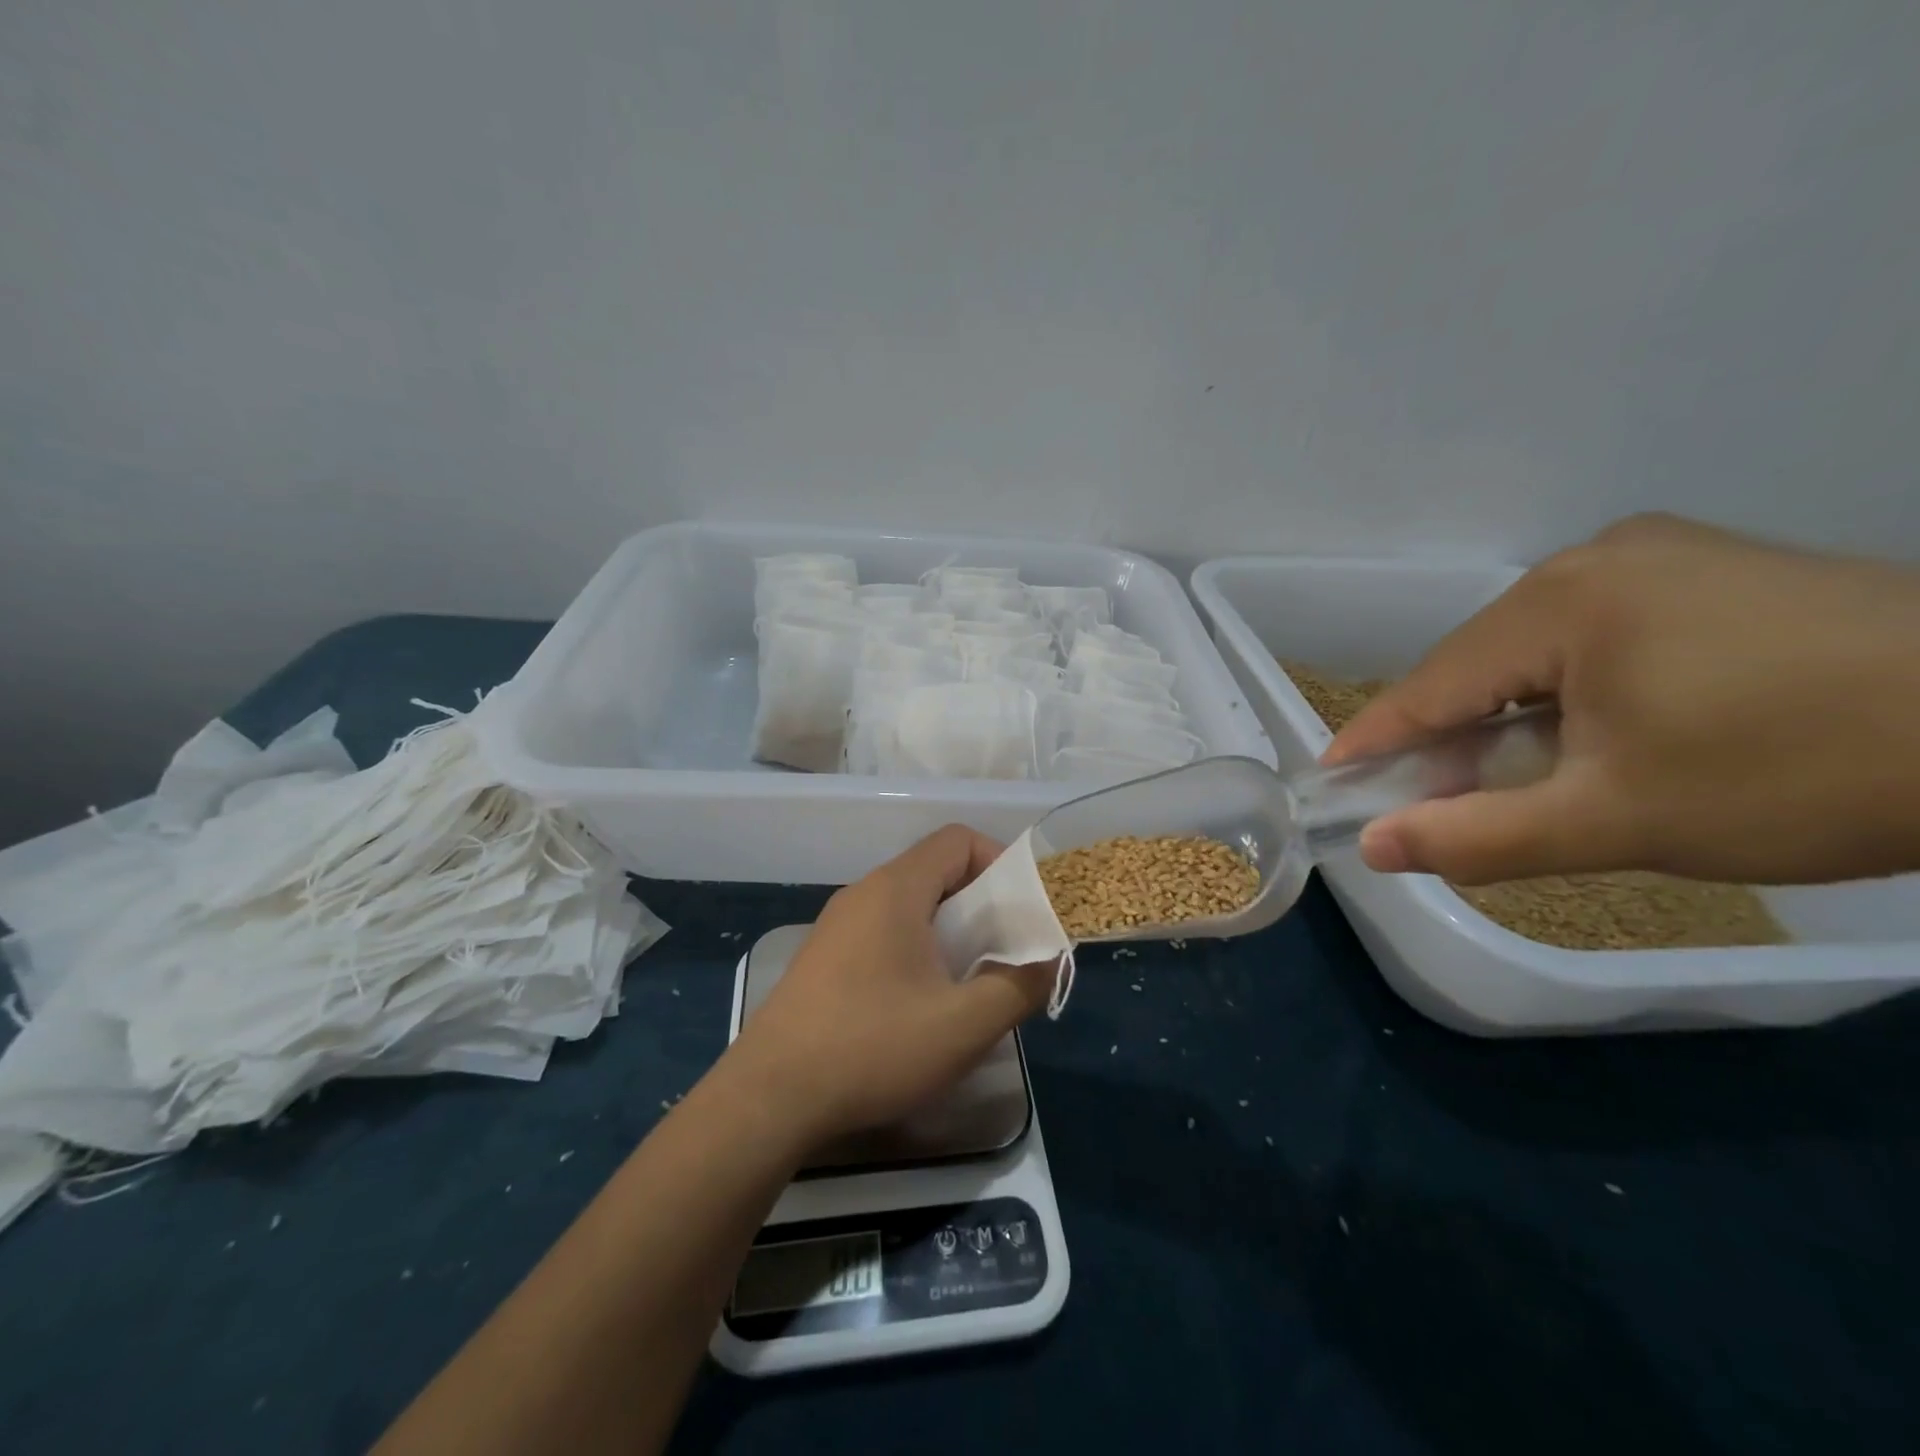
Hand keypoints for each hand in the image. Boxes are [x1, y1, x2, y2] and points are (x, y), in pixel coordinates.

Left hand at [722, 826, 1054, 1149]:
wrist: (769, 1097)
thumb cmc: (872, 1047)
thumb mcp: (964, 1025)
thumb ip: (1019, 986)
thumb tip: (1048, 960)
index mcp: (896, 889)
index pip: (958, 840)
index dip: (999, 862)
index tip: (1021, 910)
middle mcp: (864, 893)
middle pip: (935, 871)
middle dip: (980, 904)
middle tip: (1004, 952)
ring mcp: (837, 925)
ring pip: (909, 905)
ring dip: (948, 931)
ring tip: (968, 983)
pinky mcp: (823, 958)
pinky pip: (883, 932)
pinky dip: (916, 950)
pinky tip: (920, 1005)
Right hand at [1325, 513, 1919, 885]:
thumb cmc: (1808, 774)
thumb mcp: (1621, 820)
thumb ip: (1479, 836)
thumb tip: (1373, 847)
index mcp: (1561, 600)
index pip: (1431, 684)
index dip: (1375, 741)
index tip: (1331, 785)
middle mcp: (1595, 557)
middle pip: (1480, 664)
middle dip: (1452, 737)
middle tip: (1434, 804)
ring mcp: (1657, 555)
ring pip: (1534, 651)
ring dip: (1512, 716)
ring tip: (1517, 778)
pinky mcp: (1707, 569)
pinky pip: (1593, 635)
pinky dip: (1569, 691)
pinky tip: (1593, 733)